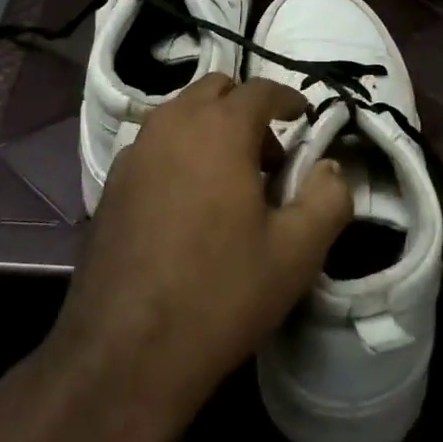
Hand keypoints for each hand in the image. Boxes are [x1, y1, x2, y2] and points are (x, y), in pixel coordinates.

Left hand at [42, 72, 353, 441]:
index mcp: (218, 129)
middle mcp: (171, 125)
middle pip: (214, 90)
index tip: (303, 116)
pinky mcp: (111, 184)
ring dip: (211, 128)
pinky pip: (155, 146)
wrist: (125, 352)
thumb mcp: (296, 253)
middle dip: (246, 109)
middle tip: (270, 157)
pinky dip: (181, 152)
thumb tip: (331, 167)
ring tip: (232, 182)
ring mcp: (134, 153)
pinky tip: (190, 205)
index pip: (259, 90)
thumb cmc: (220, 294)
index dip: (287, 98)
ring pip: (180, 115)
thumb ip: (327, 198)